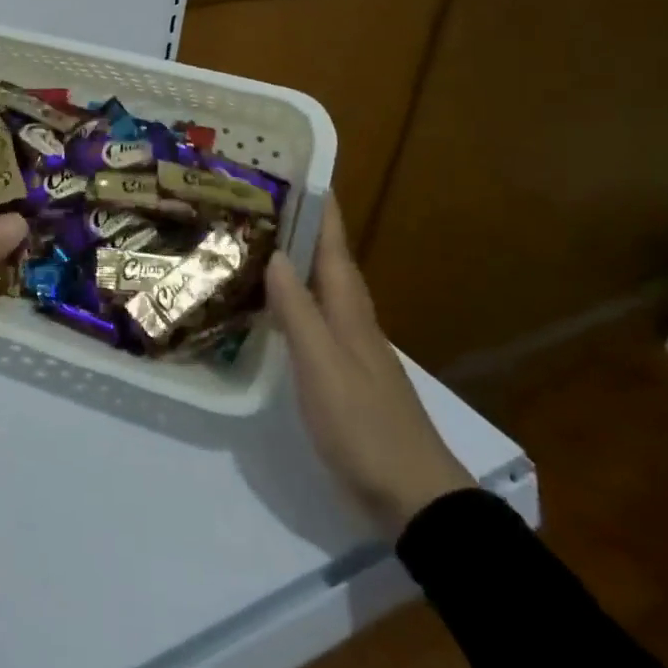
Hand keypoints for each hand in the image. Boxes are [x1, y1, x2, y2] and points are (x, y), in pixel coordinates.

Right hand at [267, 196, 472, 535]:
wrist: (412, 496)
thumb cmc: (364, 425)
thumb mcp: (323, 365)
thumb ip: (298, 310)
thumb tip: (276, 253)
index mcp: (350, 310)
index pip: (334, 246)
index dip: (322, 210)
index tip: (301, 171)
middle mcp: (351, 320)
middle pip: (327, 263)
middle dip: (302, 229)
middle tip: (260, 202)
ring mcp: (348, 349)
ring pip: (318, 291)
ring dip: (294, 264)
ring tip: (256, 243)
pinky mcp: (339, 376)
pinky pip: (310, 322)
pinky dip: (289, 304)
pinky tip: (266, 308)